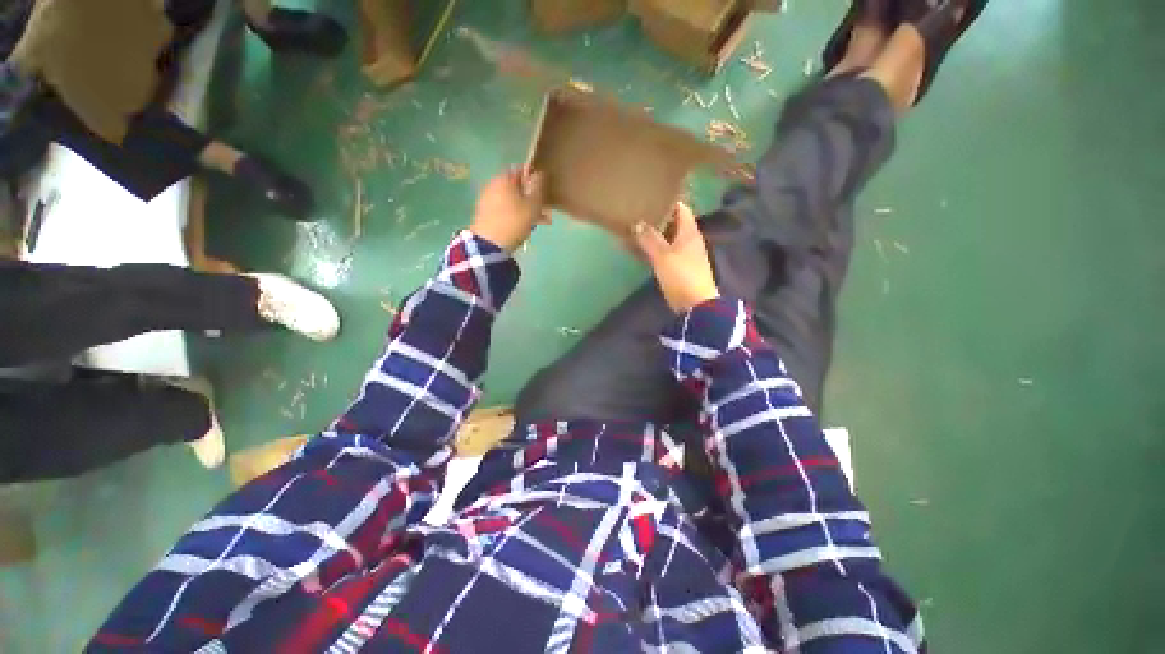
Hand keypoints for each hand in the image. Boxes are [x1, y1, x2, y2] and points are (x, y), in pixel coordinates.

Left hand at [470, 167, 548, 251]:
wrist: (489, 244)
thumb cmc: (515, 221)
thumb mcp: (533, 204)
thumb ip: (538, 186)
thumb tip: (540, 173)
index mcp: (504, 178)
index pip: (521, 170)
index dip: (534, 179)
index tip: (544, 192)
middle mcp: (493, 184)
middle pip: (516, 187)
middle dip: (531, 197)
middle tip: (544, 209)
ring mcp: (487, 199)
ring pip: (512, 200)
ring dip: (525, 208)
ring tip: (539, 222)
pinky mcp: (485, 214)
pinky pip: (504, 210)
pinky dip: (515, 215)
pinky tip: (525, 226)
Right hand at [632, 203, 719, 312]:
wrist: (695, 305)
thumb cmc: (682, 276)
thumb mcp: (663, 256)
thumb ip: (650, 239)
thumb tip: (637, 222)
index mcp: (689, 232)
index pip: (680, 208)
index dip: (668, 200)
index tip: (651, 194)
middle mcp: (688, 240)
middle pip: (673, 223)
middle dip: (658, 217)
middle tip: (638, 211)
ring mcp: (684, 255)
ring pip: (667, 238)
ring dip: (654, 234)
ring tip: (635, 228)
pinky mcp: (679, 268)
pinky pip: (664, 253)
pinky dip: (654, 249)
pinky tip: (641, 249)